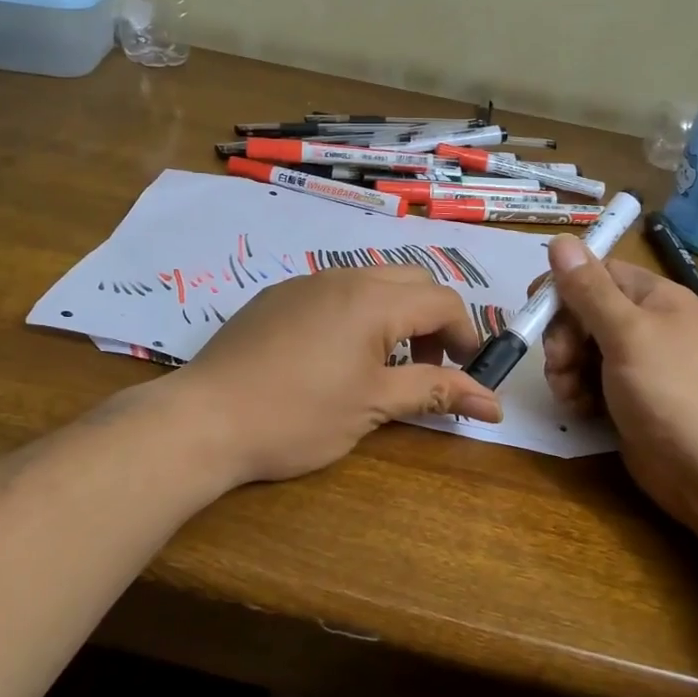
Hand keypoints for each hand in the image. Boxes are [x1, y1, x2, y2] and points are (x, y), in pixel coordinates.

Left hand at [166, 266, 504, 484]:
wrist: (203, 419)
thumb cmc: (297, 416)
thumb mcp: (373, 407)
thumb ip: (435, 393)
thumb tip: (494, 403)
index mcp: (373, 299)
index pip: (443, 302)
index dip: (467, 336)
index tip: (469, 374)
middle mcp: (343, 277)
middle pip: (413, 281)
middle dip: (434, 319)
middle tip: (429, 367)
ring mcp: (305, 282)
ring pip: (372, 282)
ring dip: (396, 315)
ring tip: (385, 364)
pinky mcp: (277, 296)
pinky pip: (335, 291)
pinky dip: (358, 314)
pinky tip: (336, 357)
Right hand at [542, 237, 697, 527]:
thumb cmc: (673, 391)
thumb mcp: (627, 333)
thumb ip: (589, 289)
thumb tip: (560, 240)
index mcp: (655, 298)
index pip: (598, 274)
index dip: (564, 288)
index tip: (535, 308)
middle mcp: (647, 326)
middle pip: (584, 313)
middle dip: (562, 336)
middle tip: (559, 363)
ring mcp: (638, 366)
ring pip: (582, 351)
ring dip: (565, 368)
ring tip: (569, 393)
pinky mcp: (628, 400)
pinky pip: (589, 383)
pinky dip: (577, 393)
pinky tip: (579, 409)